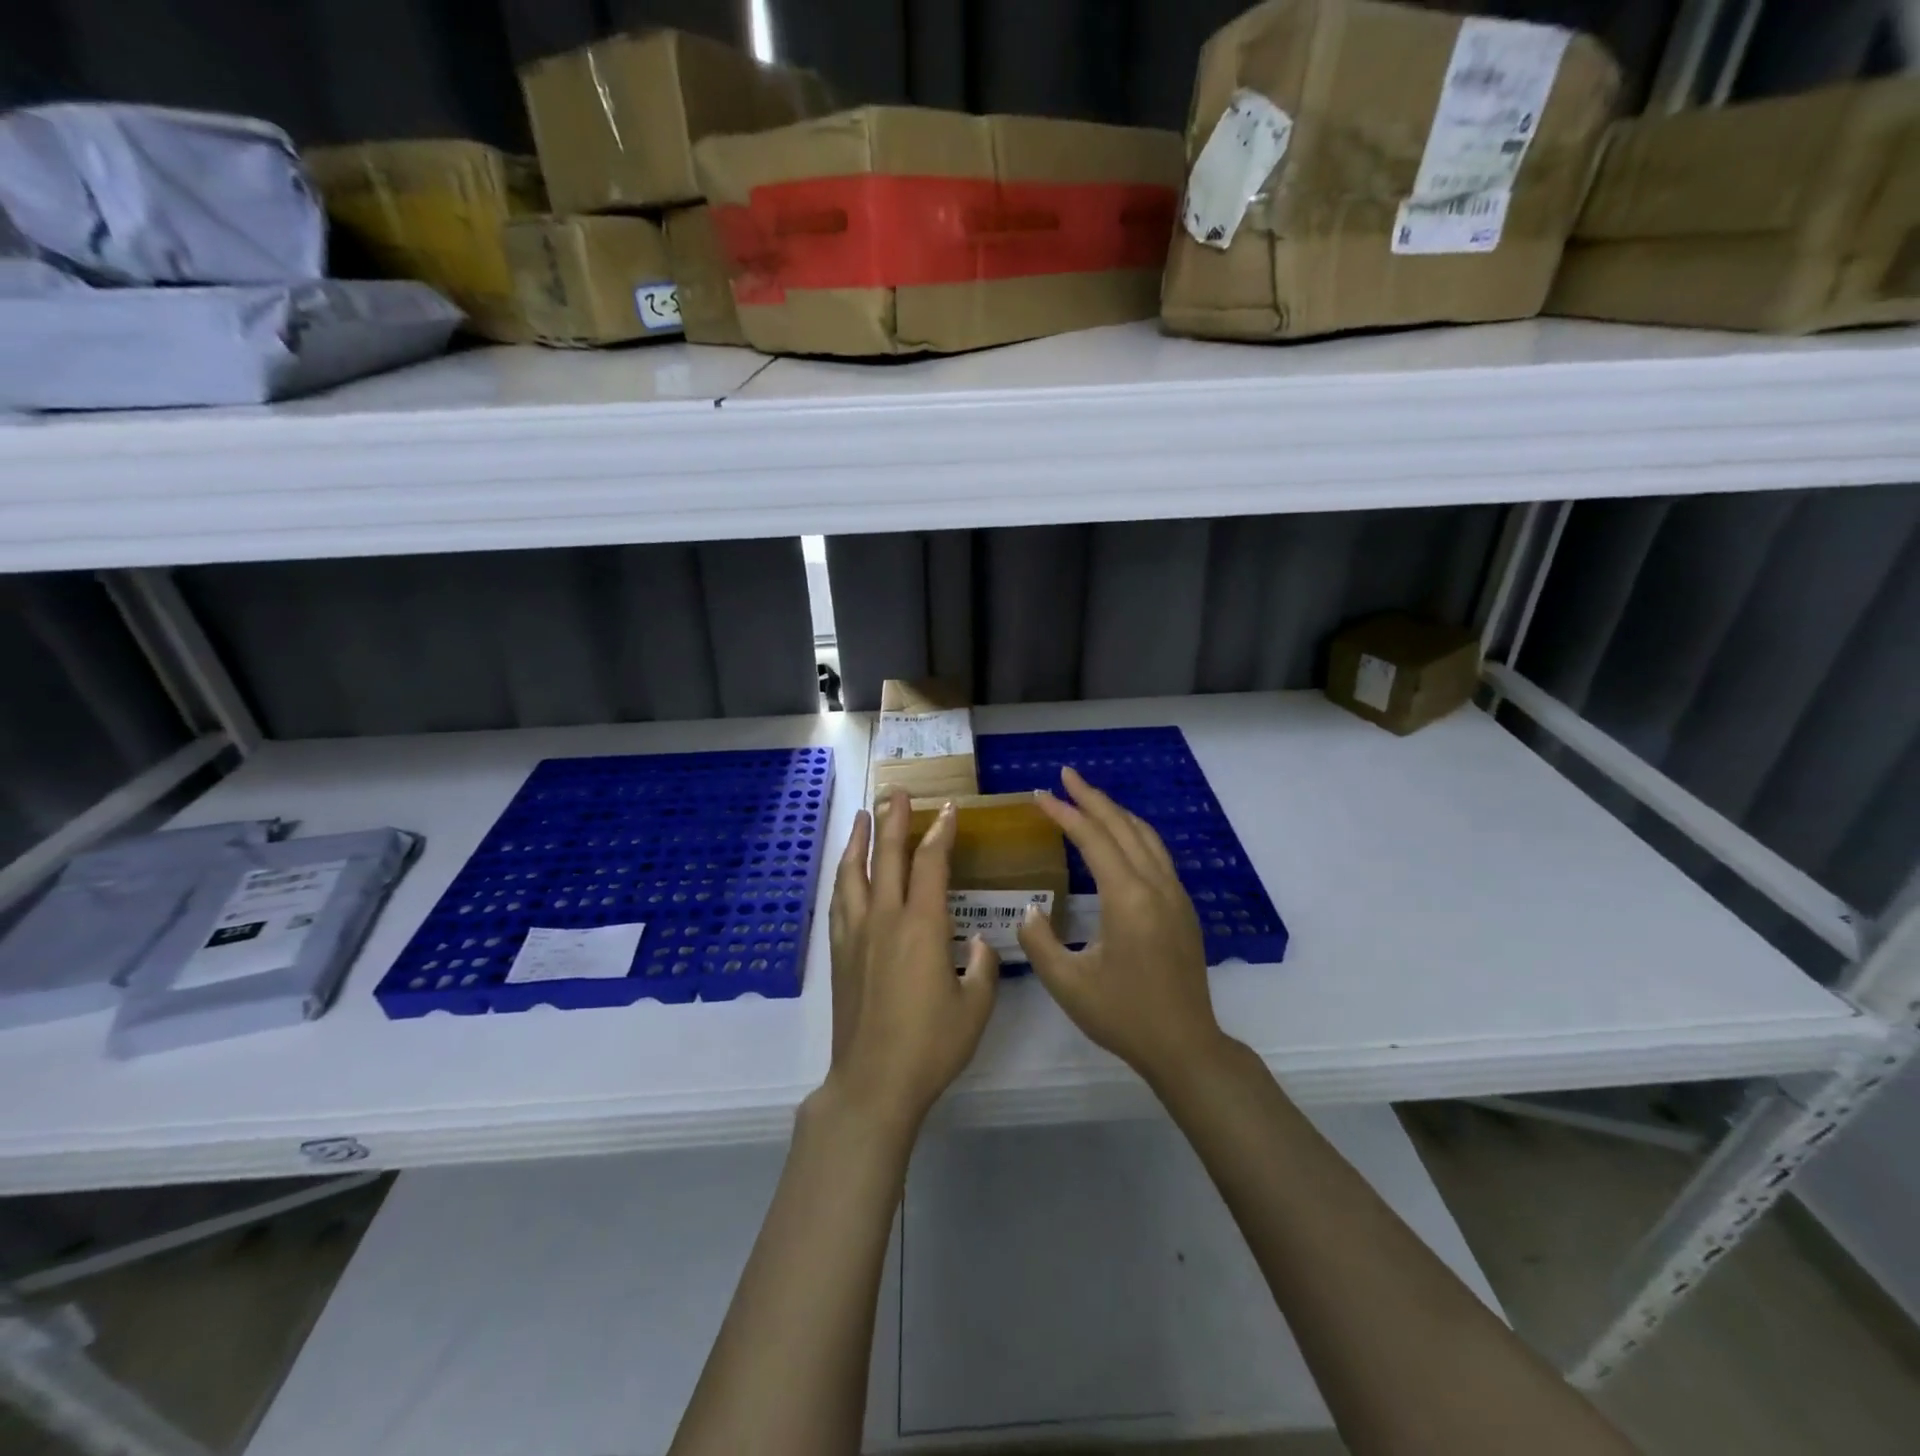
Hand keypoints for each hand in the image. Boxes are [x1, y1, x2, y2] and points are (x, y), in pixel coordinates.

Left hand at [823, 788, 999, 1135]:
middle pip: (888, 856)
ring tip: (863, 815)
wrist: (874, 1081)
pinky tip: (846, 871)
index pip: (930, 864)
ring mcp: (856, 934)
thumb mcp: (976, 1006)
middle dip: (894, 820)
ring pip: (854, 873)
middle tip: (897, 792)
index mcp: (921, 926)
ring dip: (860, 840)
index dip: (940, 832)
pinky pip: (839, 901)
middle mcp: (885, 919)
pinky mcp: (840, 953)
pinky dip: (843, 876)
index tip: (947, 809)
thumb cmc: (931, 1045)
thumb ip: (981, 966)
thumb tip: (977, 942)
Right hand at [1017, 766, 1225, 1088]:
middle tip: (1065, 775)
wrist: (1185, 1045)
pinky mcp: (1183, 908)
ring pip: (1145, 836)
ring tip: (1089, 797)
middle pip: (1122, 826)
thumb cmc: (1123, 1015)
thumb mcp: (1067, 984)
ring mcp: (1175, 895)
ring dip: (1116, 811)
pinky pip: (1157, 853)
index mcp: (1128, 898)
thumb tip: (1030, 909)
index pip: (1093, 839)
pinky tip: (1119, 838)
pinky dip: (1132, 832)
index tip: (1039, 793)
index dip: (1064, 812)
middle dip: (1092, 797)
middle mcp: (1156, 886)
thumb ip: (1039, 941)